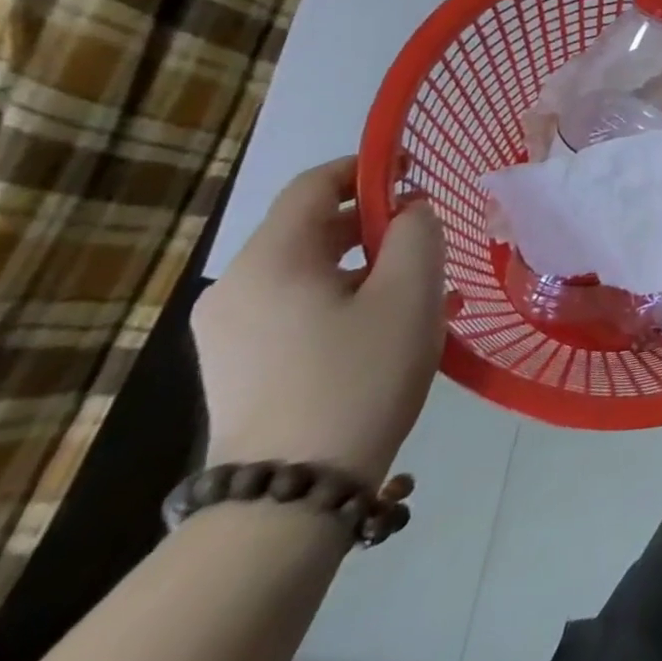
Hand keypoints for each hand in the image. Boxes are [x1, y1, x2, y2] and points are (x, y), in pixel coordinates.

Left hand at [193, 158, 445, 482]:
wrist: (291, 493)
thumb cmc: (359, 375)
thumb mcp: (410, 292)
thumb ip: (418, 231)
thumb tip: (410, 210)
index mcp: (271, 260)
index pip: (315, 185)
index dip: (367, 168)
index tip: (415, 170)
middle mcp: (237, 287)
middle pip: (311, 229)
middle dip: (375, 222)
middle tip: (430, 237)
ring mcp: (230, 331)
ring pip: (310, 272)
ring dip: (367, 265)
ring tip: (424, 288)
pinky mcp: (238, 366)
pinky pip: (297, 308)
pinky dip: (345, 298)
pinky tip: (391, 326)